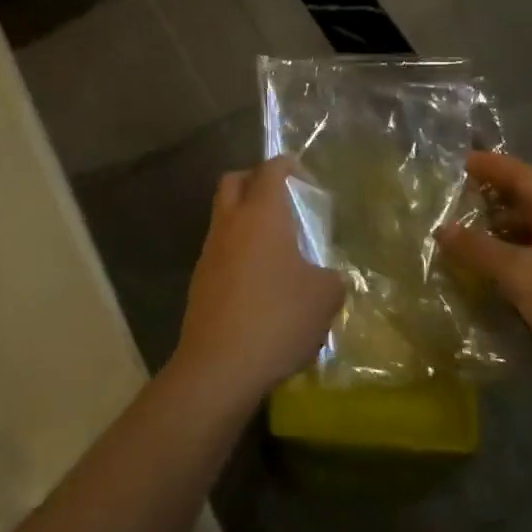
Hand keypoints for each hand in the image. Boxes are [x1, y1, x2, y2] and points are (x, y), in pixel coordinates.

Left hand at [171, 158, 345, 408]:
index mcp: (261, 214)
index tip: (303, 176)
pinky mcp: (199, 280)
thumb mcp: (325, 297)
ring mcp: (210, 251)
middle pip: (233, 181)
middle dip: (255, 180)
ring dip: (244, 217)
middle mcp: (230, 223)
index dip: (287, 165)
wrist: (219, 366)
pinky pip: (219, 248)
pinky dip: (237, 249)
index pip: (270, 169)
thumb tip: (327, 276)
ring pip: (223, 215)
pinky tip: (258, 279)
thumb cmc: (277, 319)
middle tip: (282, 199)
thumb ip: (332, 277)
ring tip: (275, 244)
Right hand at [437, 152, 531, 400]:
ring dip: (499, 224)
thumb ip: (477, 248)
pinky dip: (512, 248)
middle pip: (527, 195)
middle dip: (491, 193)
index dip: (489, 164)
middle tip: (453, 197)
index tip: (458, 161)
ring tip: (464, 230)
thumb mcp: (517, 273)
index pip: (520, 172)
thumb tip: (442, 229)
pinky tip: (491, 264)